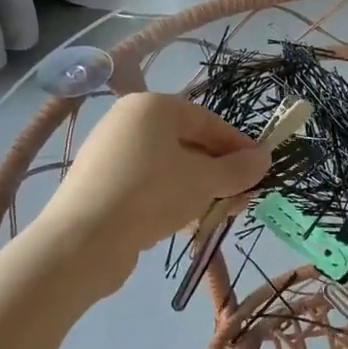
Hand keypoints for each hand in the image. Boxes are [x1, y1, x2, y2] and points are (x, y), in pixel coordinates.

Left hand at [35, 92, 269, 288]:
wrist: (82, 241)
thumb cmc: (151, 195)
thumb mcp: (205, 181)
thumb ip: (239, 169)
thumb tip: (266, 158)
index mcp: (153, 107)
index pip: (208, 121)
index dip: (238, 146)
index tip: (260, 169)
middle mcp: (128, 122)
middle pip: (188, 143)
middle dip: (219, 172)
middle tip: (242, 197)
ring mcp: (111, 154)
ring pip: (169, 167)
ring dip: (199, 189)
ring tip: (220, 214)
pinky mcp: (100, 185)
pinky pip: (147, 185)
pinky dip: (171, 199)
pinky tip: (185, 223)